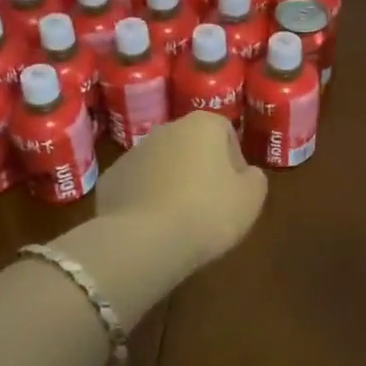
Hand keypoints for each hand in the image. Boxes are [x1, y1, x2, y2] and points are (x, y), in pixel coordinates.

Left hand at [99, 113, 267, 270]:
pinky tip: (153, 227)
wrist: (143, 240)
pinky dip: (146, 200)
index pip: (226, 132)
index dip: (235, 161)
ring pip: (161, 165)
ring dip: (172, 184)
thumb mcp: (251, 199)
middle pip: (191, 146)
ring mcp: (132, 153)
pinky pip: (137, 186)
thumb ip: (254, 178)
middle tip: (210, 206)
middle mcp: (165, 130)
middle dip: (201, 170)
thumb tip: (246, 173)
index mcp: (201, 125)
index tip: (236, 191)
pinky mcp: (110, 180)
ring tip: (180, 220)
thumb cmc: (207, 212)